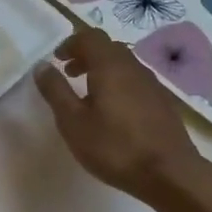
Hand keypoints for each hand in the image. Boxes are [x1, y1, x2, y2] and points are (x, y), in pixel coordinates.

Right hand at [34, 28, 211, 206]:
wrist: (170, 174)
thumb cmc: (114, 147)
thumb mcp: (73, 122)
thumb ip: (55, 91)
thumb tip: (42, 66)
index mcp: (110, 66)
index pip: (90, 37)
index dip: (71, 43)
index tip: (57, 60)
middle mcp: (133, 67)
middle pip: (108, 48)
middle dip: (85, 55)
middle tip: (69, 74)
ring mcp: (152, 84)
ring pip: (123, 65)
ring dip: (102, 71)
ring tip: (88, 95)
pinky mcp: (162, 102)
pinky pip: (135, 81)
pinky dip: (118, 84)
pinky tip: (112, 112)